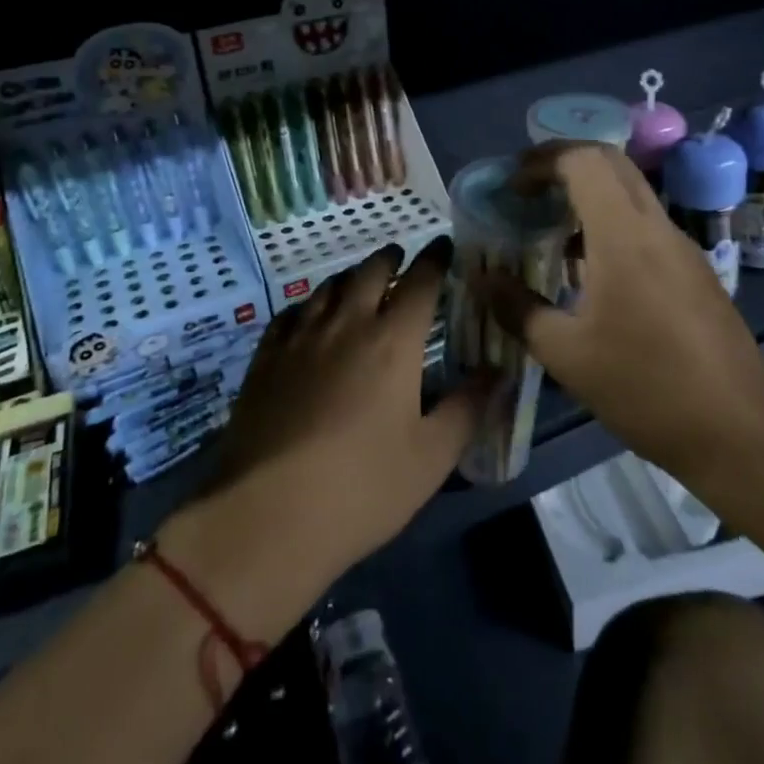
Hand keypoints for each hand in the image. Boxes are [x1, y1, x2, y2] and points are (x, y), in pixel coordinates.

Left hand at [209, 239, 480, 580]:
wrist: (265, 516)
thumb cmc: (362, 488)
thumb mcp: (431, 457)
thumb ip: (467, 407)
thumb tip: (498, 371)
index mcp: (393, 341)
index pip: (420, 282)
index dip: (435, 259)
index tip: (444, 247)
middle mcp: (347, 324)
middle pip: (370, 272)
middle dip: (390, 259)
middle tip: (401, 257)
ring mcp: (300, 338)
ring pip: (328, 287)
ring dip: (351, 276)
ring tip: (360, 280)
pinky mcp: (265, 359)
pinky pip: (290, 313)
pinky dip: (309, 304)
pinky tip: (309, 315)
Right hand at [480, 142, 763, 483]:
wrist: (739, 432)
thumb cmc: (645, 388)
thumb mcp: (567, 354)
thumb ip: (518, 309)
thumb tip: (482, 280)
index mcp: (624, 236)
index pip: (584, 161)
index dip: (542, 161)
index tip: (511, 185)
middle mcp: (657, 228)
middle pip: (612, 164)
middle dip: (564, 164)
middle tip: (526, 191)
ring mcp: (683, 248)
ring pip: (632, 194)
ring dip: (589, 195)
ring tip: (550, 229)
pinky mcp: (695, 272)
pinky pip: (647, 226)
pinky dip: (611, 224)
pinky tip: (590, 272)